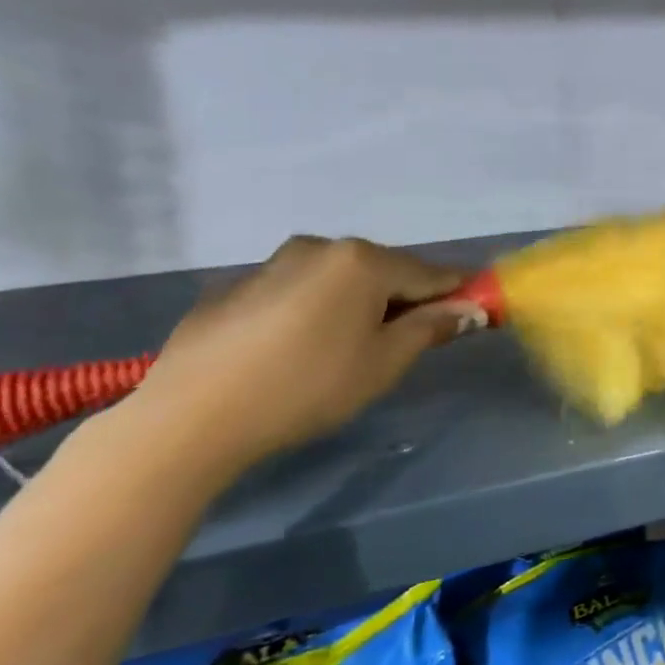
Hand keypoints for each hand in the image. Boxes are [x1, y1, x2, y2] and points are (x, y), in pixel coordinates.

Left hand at [128, 235, 480, 476]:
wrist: (190, 417)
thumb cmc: (308, 387)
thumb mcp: (384, 363)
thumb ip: (431, 328)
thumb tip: (471, 309)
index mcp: (363, 260)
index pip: (431, 273)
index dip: (457, 293)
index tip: (474, 312)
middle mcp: (320, 247)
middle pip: (383, 271)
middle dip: (402, 299)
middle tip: (403, 343)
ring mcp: (272, 263)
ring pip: (336, 279)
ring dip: (355, 304)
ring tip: (344, 351)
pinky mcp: (234, 287)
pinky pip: (294, 291)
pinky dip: (311, 310)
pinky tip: (294, 351)